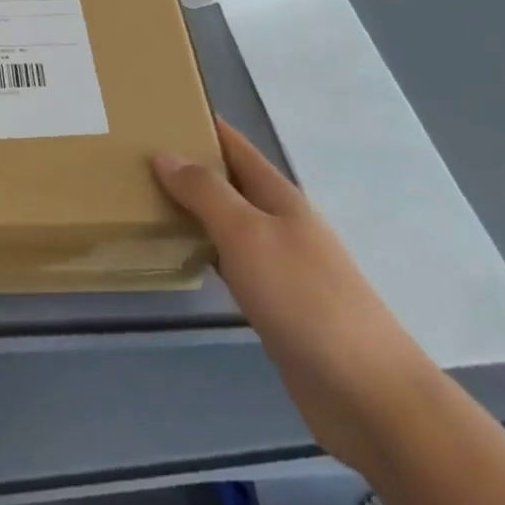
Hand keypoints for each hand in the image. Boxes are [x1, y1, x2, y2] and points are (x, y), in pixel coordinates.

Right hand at [154, 118, 436, 471]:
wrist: (366, 393)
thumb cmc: (305, 298)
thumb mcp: (248, 234)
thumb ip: (205, 192)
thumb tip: (164, 153)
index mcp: (278, 195)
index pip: (234, 145)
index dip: (202, 125)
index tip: (162, 110)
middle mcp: (280, 222)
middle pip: (230, 182)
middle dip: (191, 166)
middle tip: (138, 157)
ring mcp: (281, 265)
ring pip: (228, 222)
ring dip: (195, 209)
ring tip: (148, 198)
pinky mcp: (277, 306)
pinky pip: (232, 263)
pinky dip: (205, 250)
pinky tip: (182, 257)